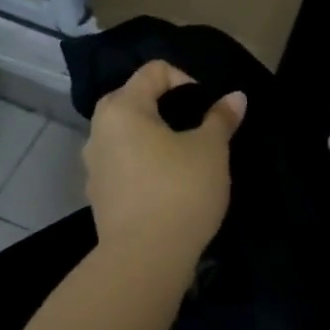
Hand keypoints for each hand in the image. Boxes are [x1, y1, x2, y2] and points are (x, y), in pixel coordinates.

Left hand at [85, 60, 245, 262]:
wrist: (145, 258)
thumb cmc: (180, 191)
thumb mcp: (212, 150)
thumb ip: (221, 118)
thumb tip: (235, 97)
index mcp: (123, 109)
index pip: (153, 71)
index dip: (185, 79)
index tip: (207, 107)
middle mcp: (99, 131)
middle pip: (132, 99)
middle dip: (165, 105)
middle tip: (194, 126)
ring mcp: (94, 165)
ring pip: (124, 134)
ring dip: (151, 136)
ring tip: (182, 156)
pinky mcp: (98, 195)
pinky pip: (121, 164)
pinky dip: (142, 163)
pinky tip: (165, 185)